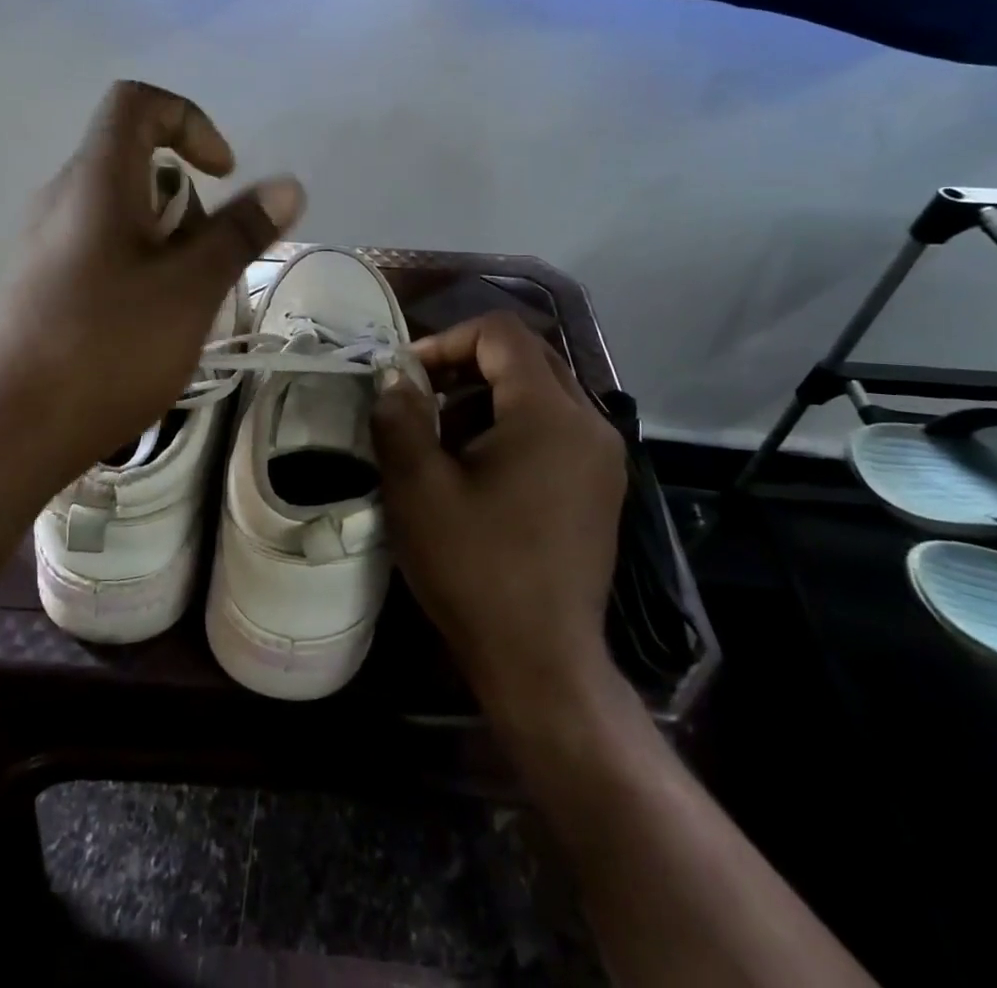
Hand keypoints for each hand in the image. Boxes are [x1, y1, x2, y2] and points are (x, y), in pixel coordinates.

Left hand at [0, 81, 303, 485]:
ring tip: (180, 311)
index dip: (190, 121)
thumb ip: (239, 233)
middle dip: (188, 206)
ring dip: (168, 247)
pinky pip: (101, 254)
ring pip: (123, 217)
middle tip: (204, 268)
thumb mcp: (189, 290)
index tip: (223, 175)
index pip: (138, 102)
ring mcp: (44, 246)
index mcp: (95, 181)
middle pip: (136, 165)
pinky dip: (139, 274)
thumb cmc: (104, 350)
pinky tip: (145, 334)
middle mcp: (62, 200)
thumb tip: (288, 184)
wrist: (1, 436)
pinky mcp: (38, 288)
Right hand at [371, 311, 629, 722]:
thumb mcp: (418, 488)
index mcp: (549, 414)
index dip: (447, 340)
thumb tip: (394, 378)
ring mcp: (602, 457)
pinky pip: (555, 427)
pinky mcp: (601, 486)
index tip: (407, 375)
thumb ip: (400, 417)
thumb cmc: (475, 569)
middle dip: (466, 363)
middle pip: (527, 356)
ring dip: (487, 395)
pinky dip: (513, 425)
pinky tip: (478, 467)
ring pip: (542, 392)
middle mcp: (589, 423)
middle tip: (420, 394)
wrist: (542, 662)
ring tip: (441, 433)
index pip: (501, 334)